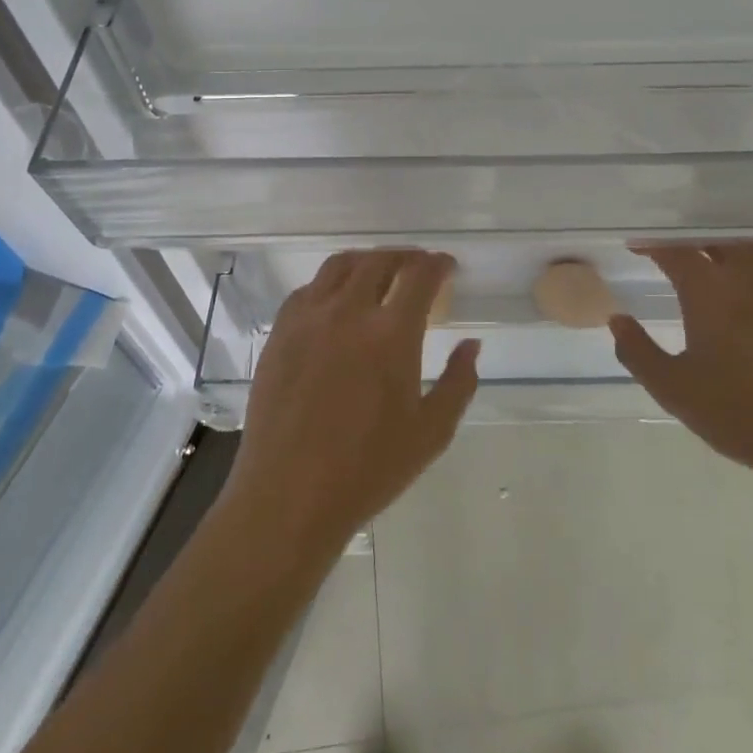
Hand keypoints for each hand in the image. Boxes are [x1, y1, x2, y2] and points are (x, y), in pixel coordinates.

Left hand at [224, 250, 479, 564]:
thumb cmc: (368, 469)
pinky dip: (330, 283)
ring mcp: (309, 318)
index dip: (438, 264)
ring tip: (379, 272)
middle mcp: (349, 312)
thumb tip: (471, 345)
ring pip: (341, 265)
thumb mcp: (431, 432)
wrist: (290, 495)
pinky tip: (336, 301)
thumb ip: (459, 382)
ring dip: (367, 261)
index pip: (420, 275)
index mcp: (391, 333)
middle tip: (418, 267)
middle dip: (405, 257)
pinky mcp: (281, 332)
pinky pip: (308, 289)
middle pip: (380, 260)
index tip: (447, 267)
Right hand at [610, 241, 752, 485]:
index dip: (651, 243)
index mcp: (709, 289)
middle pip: (713, 238)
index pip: (673, 248)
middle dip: (689, 242)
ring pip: (750, 244)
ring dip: (727, 248)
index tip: (637, 247)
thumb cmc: (742, 415)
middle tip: (674, 255)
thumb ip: (637, 352)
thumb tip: (617, 319)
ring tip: (716, 263)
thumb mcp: (675, 390)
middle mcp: (748, 271)